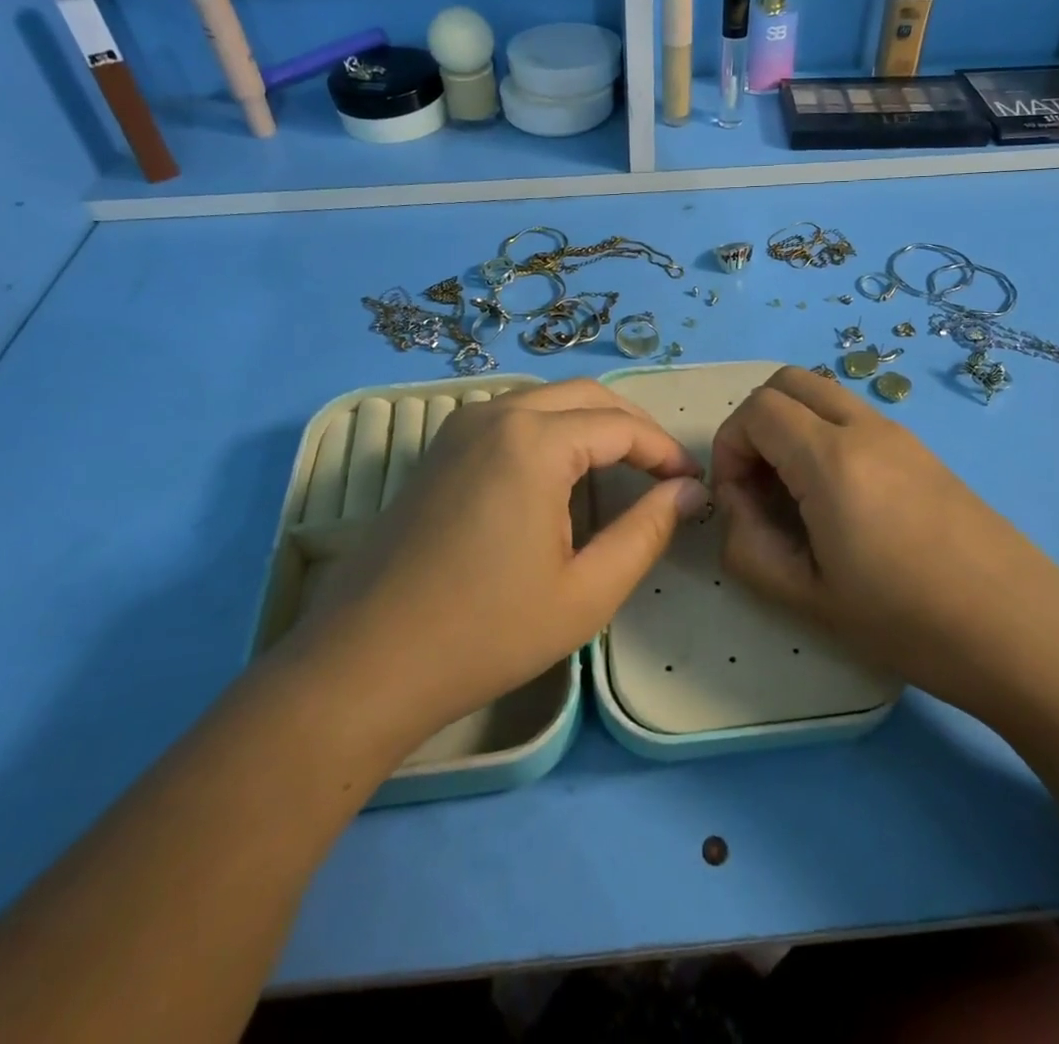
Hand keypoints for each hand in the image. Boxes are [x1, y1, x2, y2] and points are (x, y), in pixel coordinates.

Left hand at [288, 380, 708, 747]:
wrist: (364, 663)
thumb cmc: (485, 632)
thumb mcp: (586, 592)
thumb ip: (647, 532)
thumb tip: (690, 492)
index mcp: (534, 441)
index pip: (621, 426)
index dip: (665, 451)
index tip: (693, 484)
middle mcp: (496, 414)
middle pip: (586, 396)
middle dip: (633, 426)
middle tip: (666, 471)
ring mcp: (460, 427)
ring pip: (547, 401)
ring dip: (593, 423)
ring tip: (624, 469)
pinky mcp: (440, 449)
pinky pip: (512, 417)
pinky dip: (553, 430)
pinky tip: (562, 474)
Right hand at [711, 366, 1058, 710]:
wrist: (1024, 633)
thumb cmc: (908, 621)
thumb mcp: (806, 597)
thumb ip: (747, 546)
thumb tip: (738, 505)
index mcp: (831, 458)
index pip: (756, 410)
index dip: (729, 447)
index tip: (736, 500)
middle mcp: (865, 428)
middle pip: (787, 382)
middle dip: (755, 423)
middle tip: (759, 484)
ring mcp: (901, 434)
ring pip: (824, 395)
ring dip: (792, 427)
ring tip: (797, 495)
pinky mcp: (924, 451)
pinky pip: (855, 418)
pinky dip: (825, 437)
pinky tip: (841, 502)